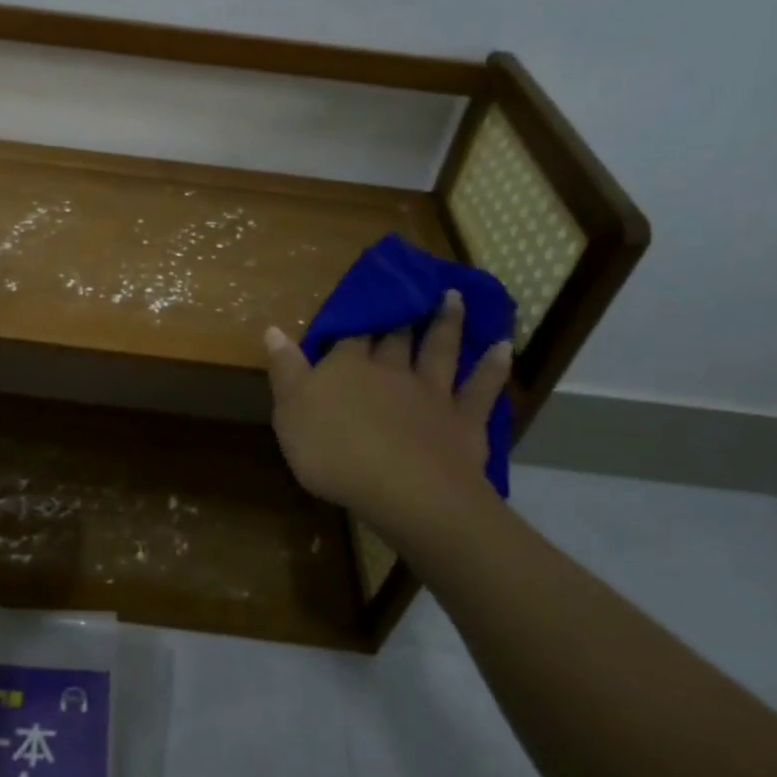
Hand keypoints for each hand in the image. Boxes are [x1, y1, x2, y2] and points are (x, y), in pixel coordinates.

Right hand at [264, 290, 510, 540]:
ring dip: (446, 323)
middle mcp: (391, 370)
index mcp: (347, 367)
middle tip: (410, 286)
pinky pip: (481, 388)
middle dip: (400, 312)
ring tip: (453, 297)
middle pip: (395, 336)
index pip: (349, 335)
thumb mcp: (290, 412)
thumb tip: (273, 329)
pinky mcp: (463, 420)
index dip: (354, 315)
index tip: (359, 295)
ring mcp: (431, 393)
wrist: (402, 489)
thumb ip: (285, 370)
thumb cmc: (333, 452)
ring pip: (439, 350)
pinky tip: (502, 346)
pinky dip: (492, 366)